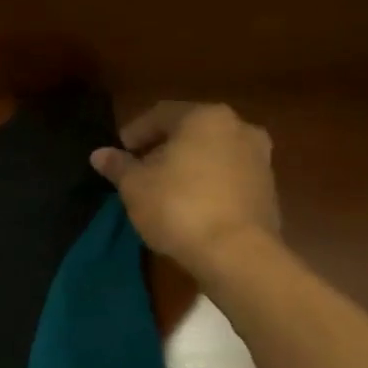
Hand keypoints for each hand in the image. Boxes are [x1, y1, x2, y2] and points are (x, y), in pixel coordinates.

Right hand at [91, 103, 279, 279]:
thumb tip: (100, 155)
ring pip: (212, 154)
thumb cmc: (177, 206)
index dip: (135, 132)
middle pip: (190, 132)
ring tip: (164, 190)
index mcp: (204, 117)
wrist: (236, 252)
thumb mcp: (134, 186)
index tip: (119, 153)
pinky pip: (228, 177)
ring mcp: (260, 159)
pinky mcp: (268, 189)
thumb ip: (118, 166)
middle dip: (163, 148)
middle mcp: (239, 127)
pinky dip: (208, 184)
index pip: (160, 114)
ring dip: (188, 166)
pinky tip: (190, 206)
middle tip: (140, 170)